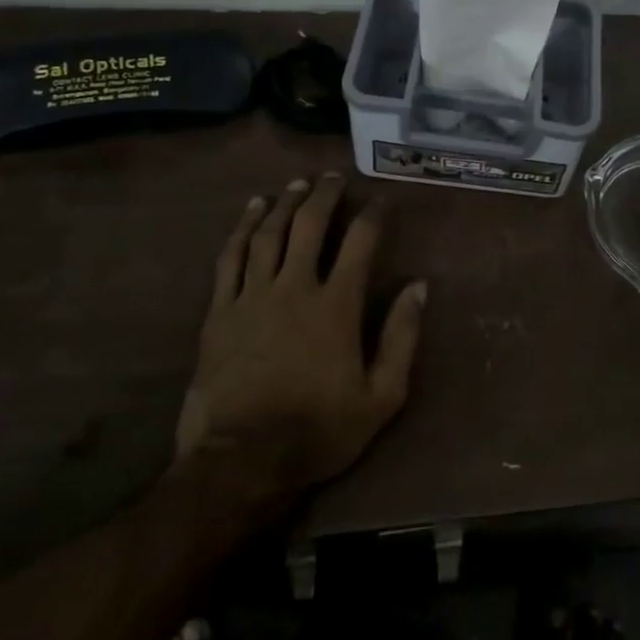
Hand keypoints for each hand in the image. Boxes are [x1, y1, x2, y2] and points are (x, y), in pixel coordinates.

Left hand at [177, 174, 427, 493]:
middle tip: (333, 177)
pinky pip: (230, 257)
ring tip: (297, 184)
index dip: (373, 215)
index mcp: (337, 305)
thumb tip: (419, 286)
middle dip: (325, 196)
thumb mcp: (382, 396)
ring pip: (269, 234)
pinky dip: (242, 228)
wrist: (242, 462)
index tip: (381, 200)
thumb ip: (402, 337)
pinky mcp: (220, 312)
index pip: (360, 243)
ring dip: (286, 204)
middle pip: (310, 226)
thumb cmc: (319, 431)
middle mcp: (295, 288)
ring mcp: (252, 297)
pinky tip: (252, 210)